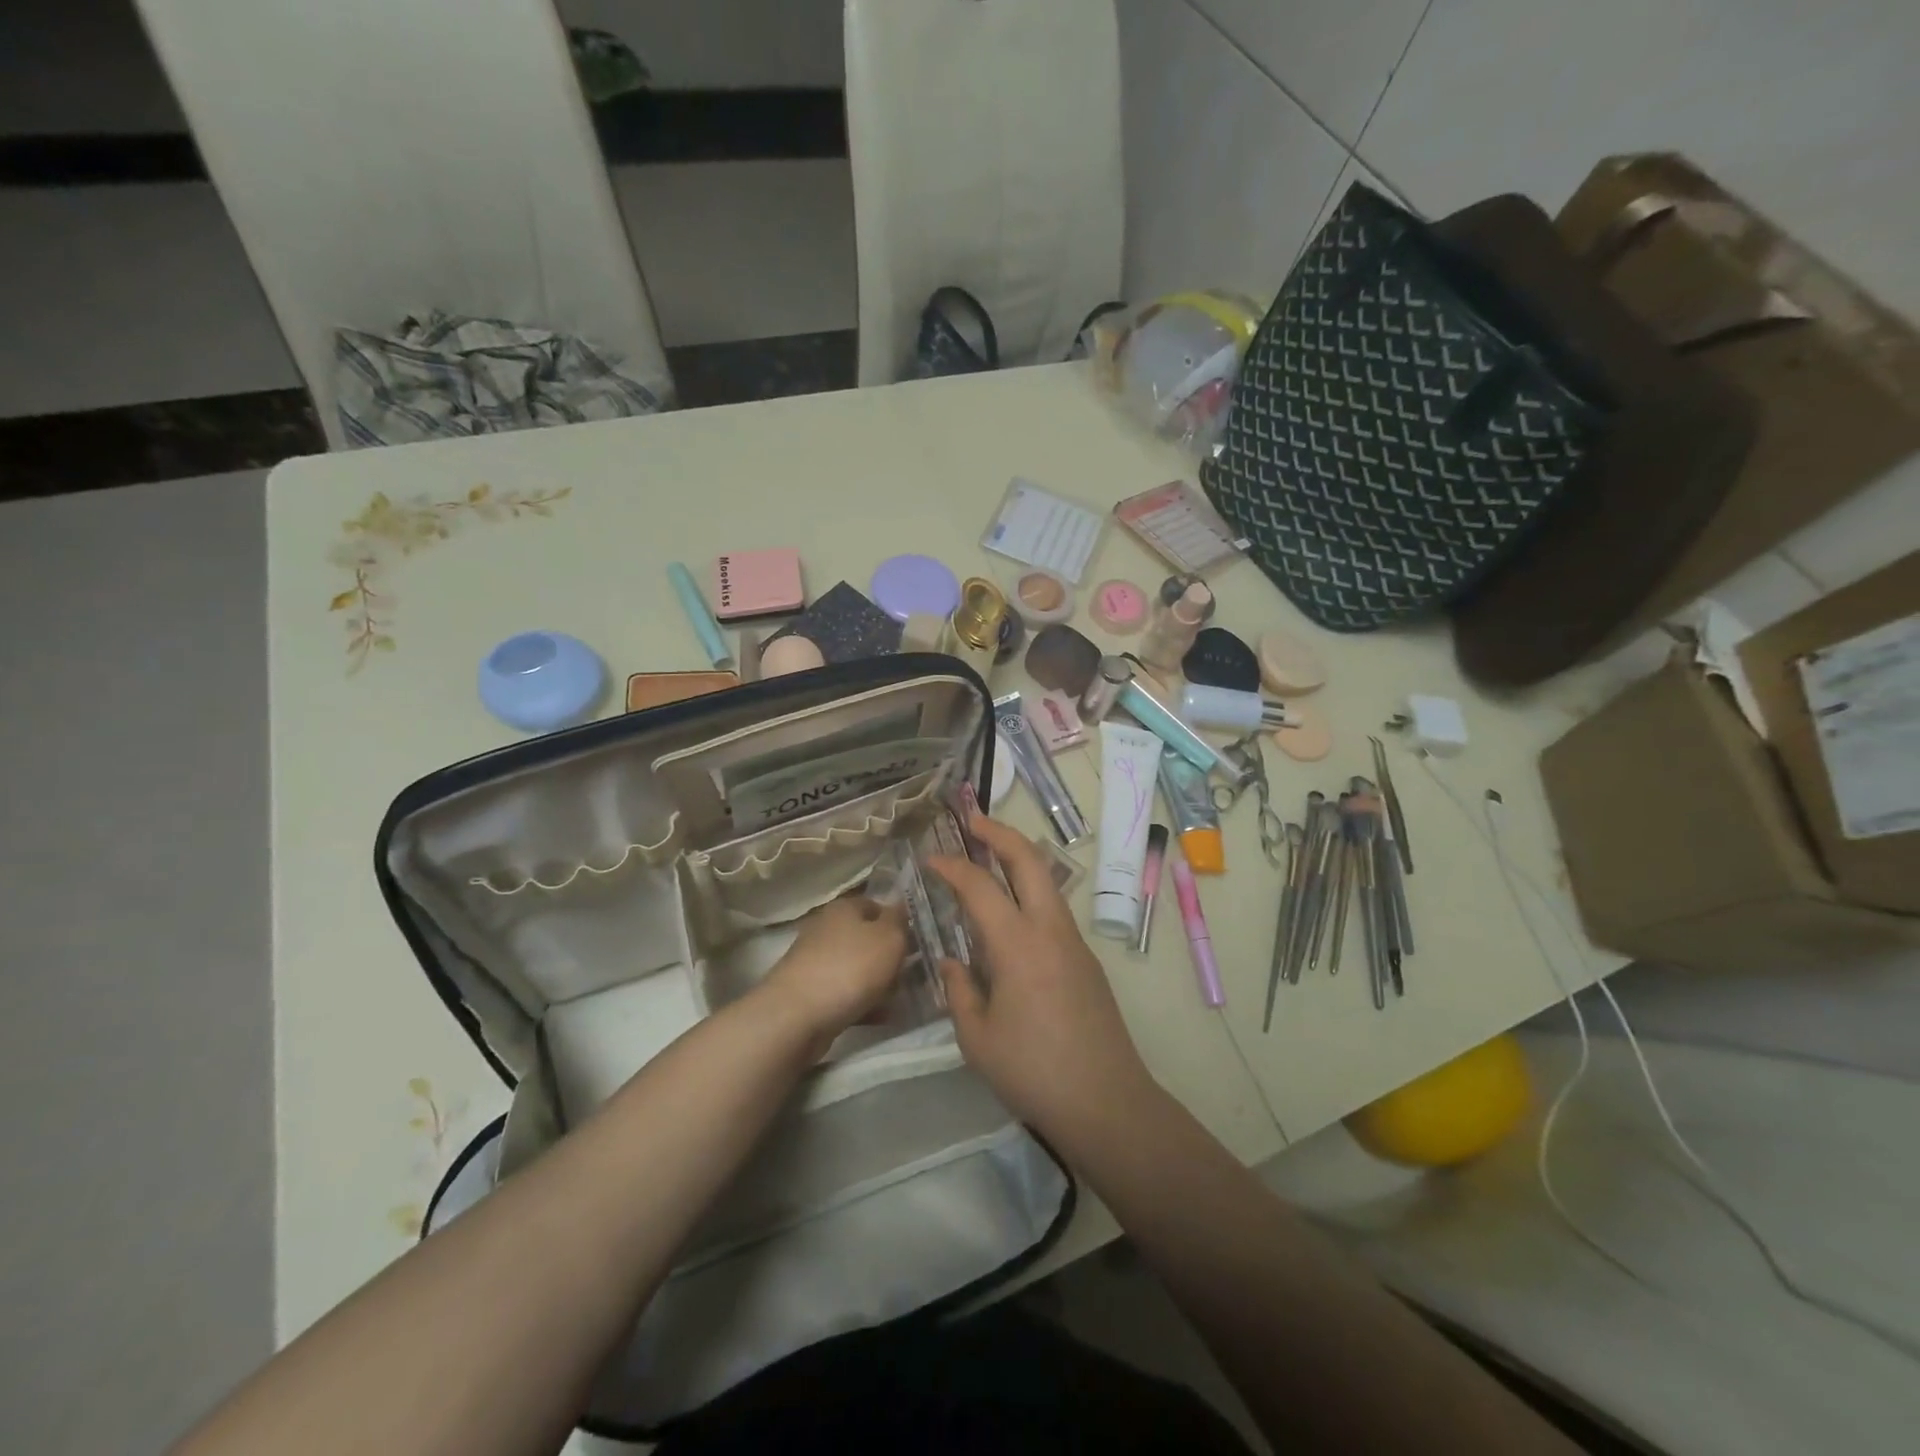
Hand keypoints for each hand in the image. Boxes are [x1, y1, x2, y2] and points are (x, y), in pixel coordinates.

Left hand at [763, 895, 907, 1044]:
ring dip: (878, 983)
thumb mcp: (889, 938)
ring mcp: (815, 961)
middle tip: (911, 974)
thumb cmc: (850, 968)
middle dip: (890, 957)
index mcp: (844, 908)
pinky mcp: (809, 991)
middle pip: (867, 938)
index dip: (899, 923)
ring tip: (898, 1000)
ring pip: (857, 967)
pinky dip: (862, 1003)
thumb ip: (900, 921)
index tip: (916, 944)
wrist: (797, 1016)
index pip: (877, 905)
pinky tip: (879, 1018)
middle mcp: (826, 928)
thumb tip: (900, 908)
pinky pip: (845, 993)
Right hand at [928, 814, 1154, 1143]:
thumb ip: (959, 991)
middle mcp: (1050, 930)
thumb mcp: (978, 1039)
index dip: (952, 867)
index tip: (930, 859)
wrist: (1107, 1101)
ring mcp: (1074, 942)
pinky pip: (1053, 910)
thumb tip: (953, 962)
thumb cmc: (1034, 1072)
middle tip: (973, 822)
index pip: (980, 887)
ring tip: (989, 859)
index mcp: (1018, 945)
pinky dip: (1029, 893)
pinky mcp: (1086, 961)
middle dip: (1000, 834)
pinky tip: (1010, 917)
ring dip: (1019, 861)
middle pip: (1029, 861)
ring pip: (1047, 882)